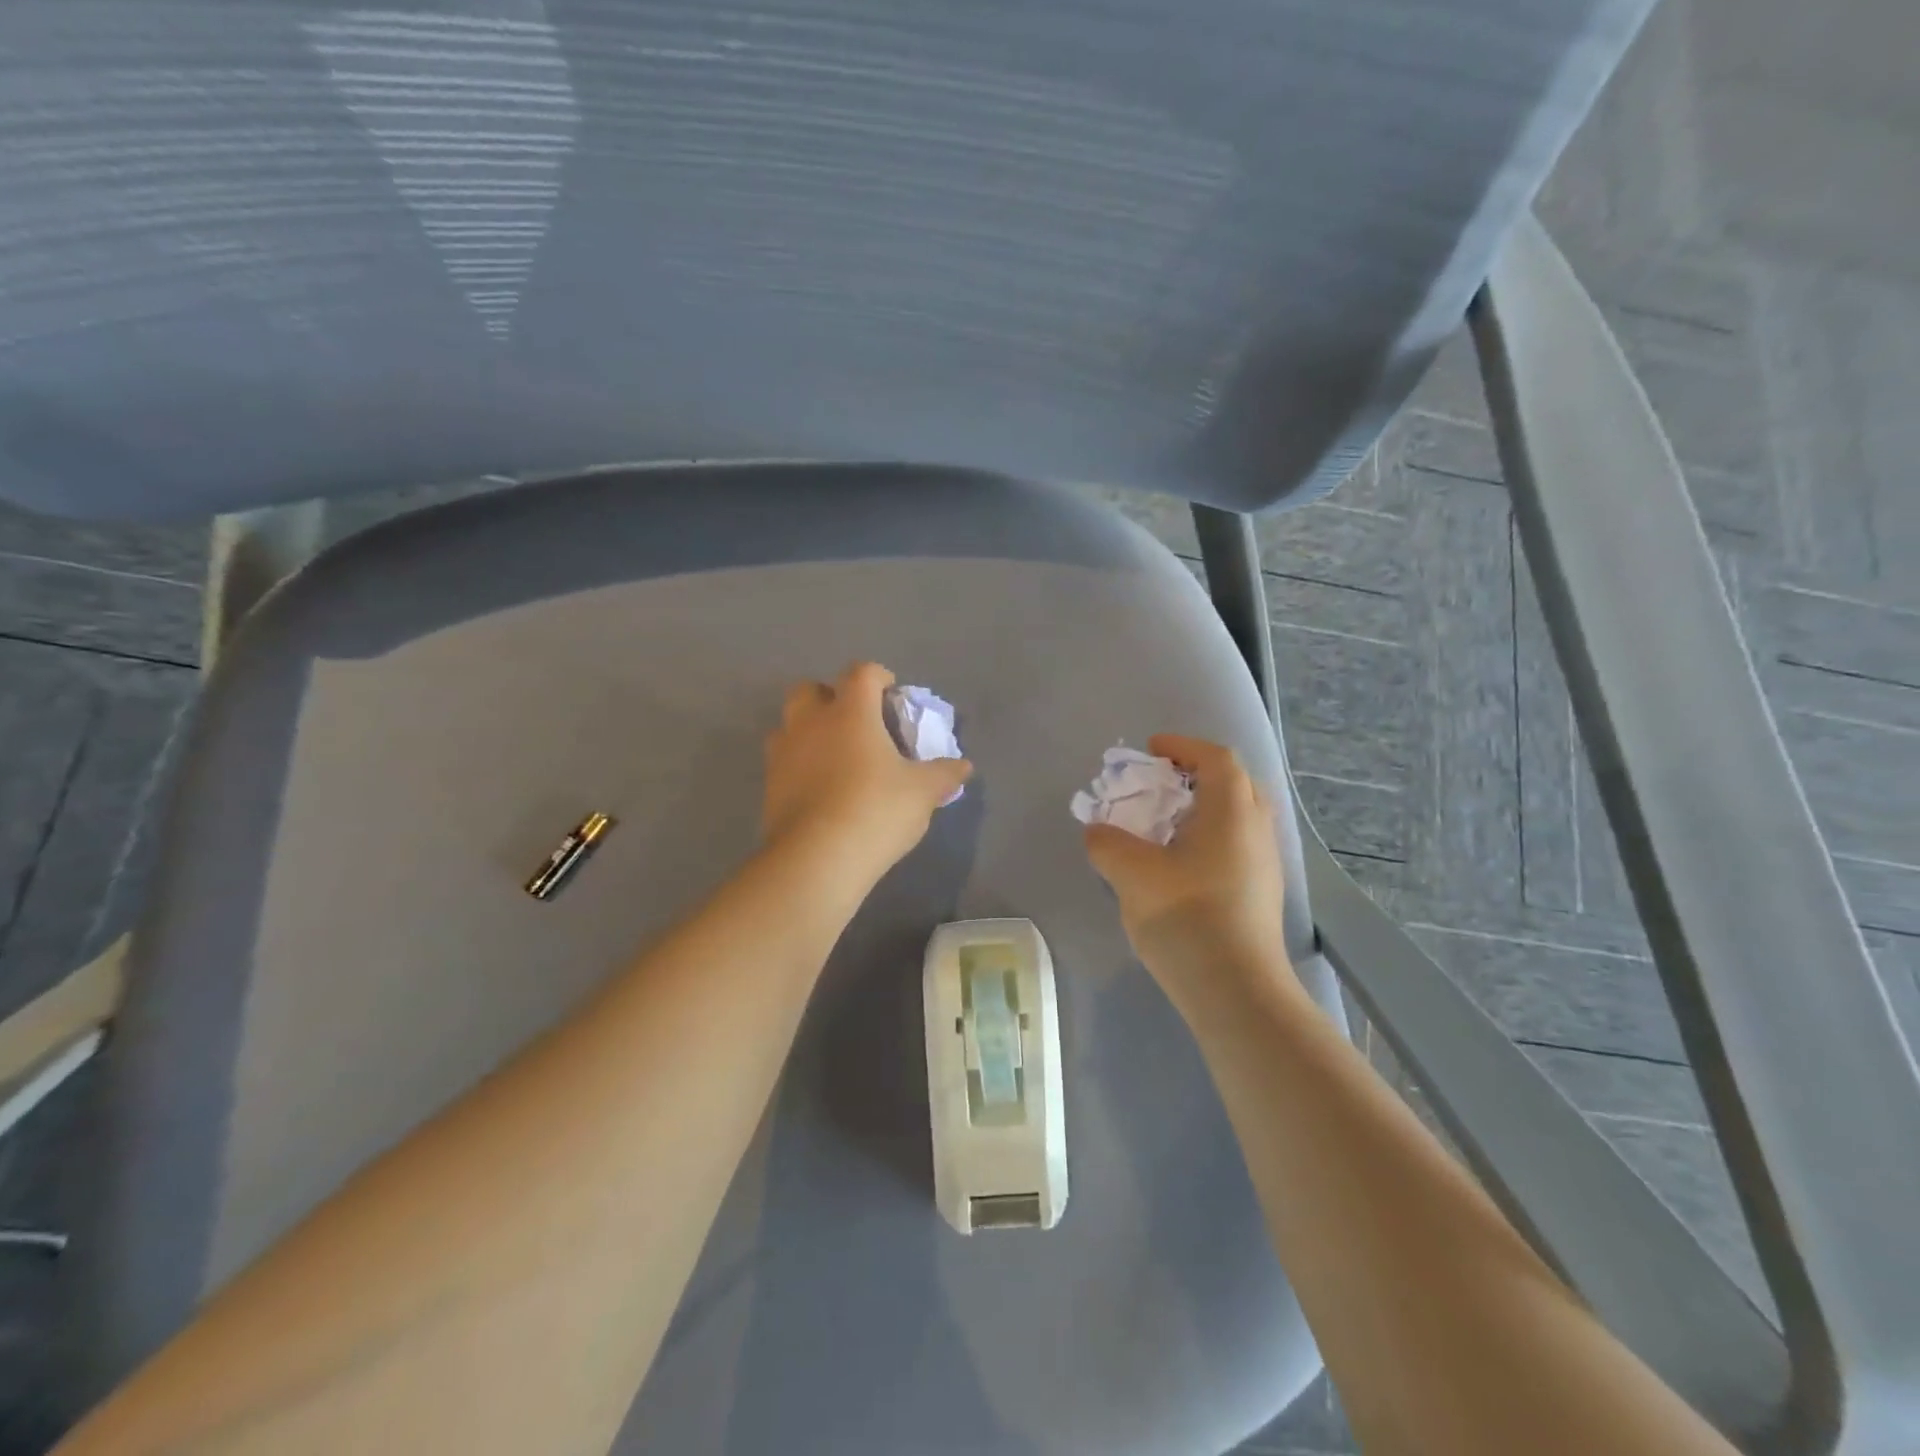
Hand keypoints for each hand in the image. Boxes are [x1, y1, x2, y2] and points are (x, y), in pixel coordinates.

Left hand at [762, 663, 971, 879]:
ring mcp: (783, 753)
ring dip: (810, 730)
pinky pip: (782, 761)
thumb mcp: (923, 792)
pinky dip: (799, 765)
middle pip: (811, 689)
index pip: (862, 673)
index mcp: (850, 712)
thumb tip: (964, 766)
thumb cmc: (876, 810)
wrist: (816, 860)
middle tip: (858, 725)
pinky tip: (820, 790)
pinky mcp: (769, 785)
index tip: (892, 696)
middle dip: (833, 698)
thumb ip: (944, 774)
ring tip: (836, 758)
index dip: (879, 677)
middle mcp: (811, 722)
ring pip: (790, 724)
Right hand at [1083, 735, 1291, 1007]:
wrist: (1236, 990)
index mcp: (1231, 811)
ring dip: (1203, 808)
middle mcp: (1256, 829)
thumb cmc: (1186, 917)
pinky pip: (1237, 844)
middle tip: (1160, 784)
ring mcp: (1265, 863)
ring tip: (1165, 824)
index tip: (1151, 751)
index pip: (1216, 758)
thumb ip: (1107, 842)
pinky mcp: (1261, 893)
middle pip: (1234, 783)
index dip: (1183, 747)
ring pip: (1238, 816)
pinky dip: (1210, 836)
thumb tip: (1099, 832)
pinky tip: (1180, 864)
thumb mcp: (1131, 873)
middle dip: (1196, 774)